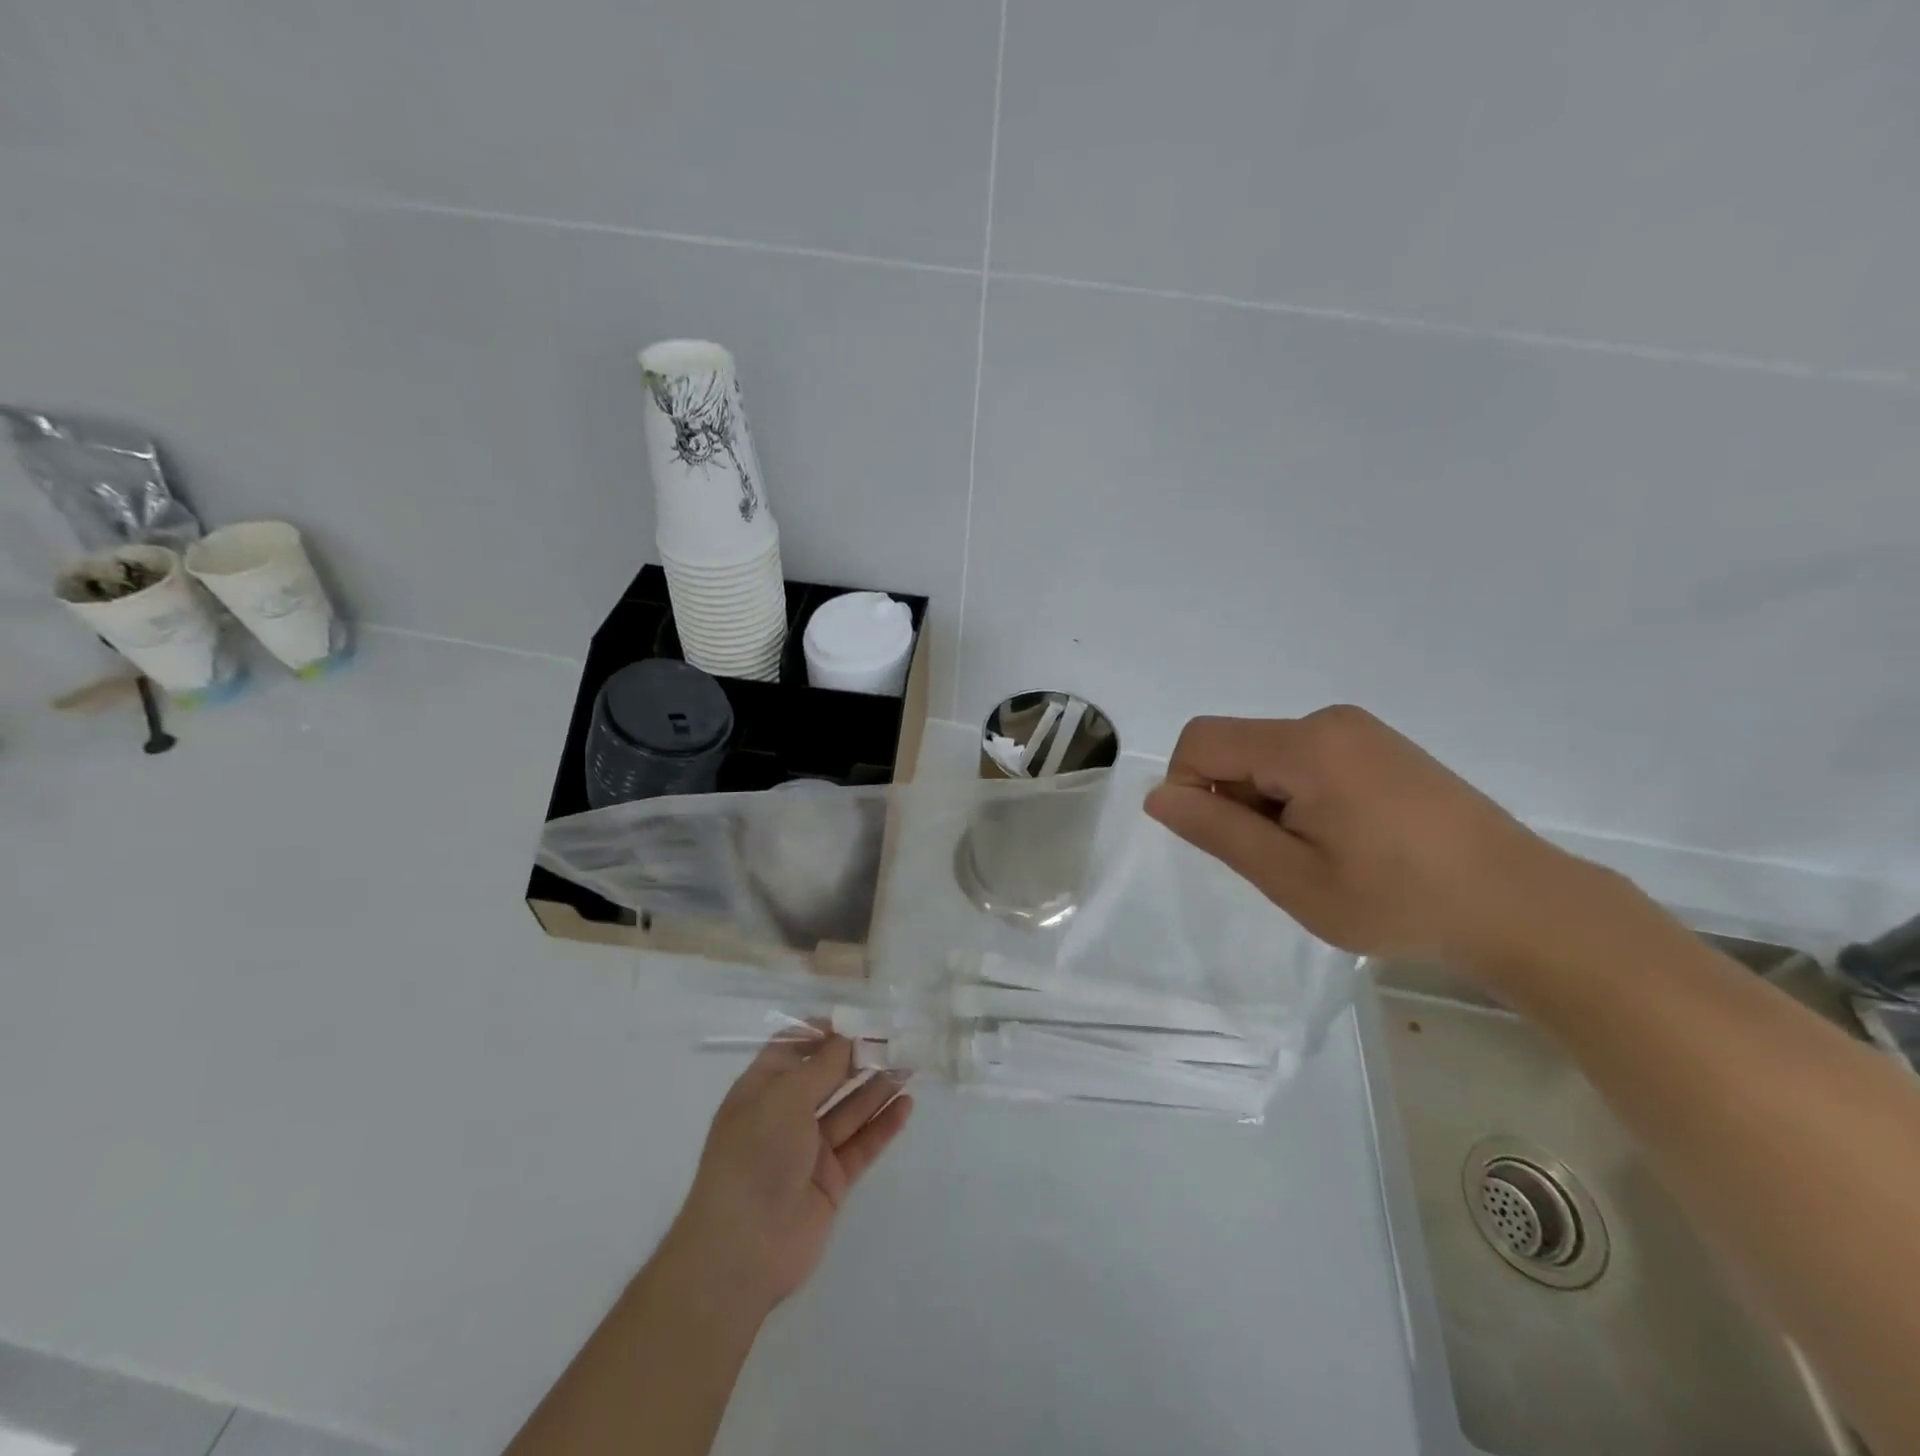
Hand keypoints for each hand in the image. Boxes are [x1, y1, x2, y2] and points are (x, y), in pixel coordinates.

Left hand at [668, 1034, 911, 1310]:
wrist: (742, 1250)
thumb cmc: (756, 1156)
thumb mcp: (786, 1097)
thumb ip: (824, 1065)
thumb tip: (848, 1036)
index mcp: (761, 1090)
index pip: (794, 1048)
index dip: (824, 1032)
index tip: (859, 1020)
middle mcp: (784, 1116)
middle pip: (827, 1077)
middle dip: (859, 1057)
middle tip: (897, 1040)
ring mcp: (808, 1150)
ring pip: (849, 1109)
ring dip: (877, 1086)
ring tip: (909, 1064)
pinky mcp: (830, 1181)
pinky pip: (861, 1144)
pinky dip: (883, 1124)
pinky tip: (906, 1104)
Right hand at [1144, 706, 1595, 968]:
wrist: (1521, 906)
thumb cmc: (1399, 900)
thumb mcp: (1293, 878)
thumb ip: (1218, 831)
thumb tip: (1158, 797)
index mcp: (1305, 745)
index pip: (1200, 741)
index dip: (1188, 789)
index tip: (1225, 842)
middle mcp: (1328, 721)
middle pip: (1235, 747)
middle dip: (1234, 800)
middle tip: (1281, 861)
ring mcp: (1359, 731)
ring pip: (1268, 756)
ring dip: (1267, 803)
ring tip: (1318, 856)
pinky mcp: (1380, 746)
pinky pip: (1306, 759)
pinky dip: (1298, 796)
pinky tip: (1343, 840)